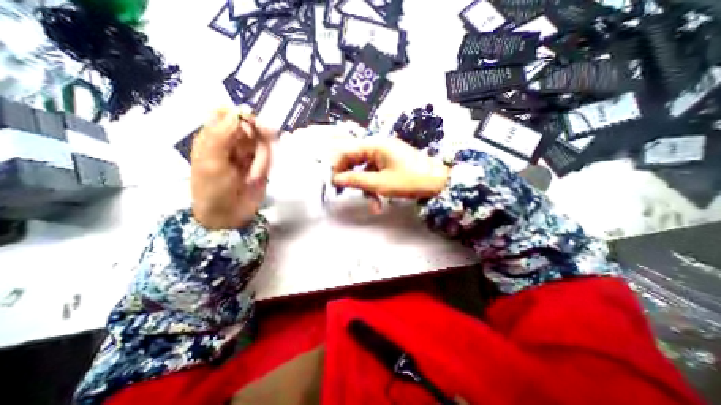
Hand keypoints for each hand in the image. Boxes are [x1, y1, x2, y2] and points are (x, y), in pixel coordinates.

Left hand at [191, 105, 275, 229]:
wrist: (229, 214)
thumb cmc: (212, 189)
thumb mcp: (211, 161)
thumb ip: (221, 134)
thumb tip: (237, 111)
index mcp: (212, 137)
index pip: (226, 113)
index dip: (239, 115)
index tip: (249, 126)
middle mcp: (232, 142)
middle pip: (250, 126)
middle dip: (257, 137)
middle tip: (261, 148)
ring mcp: (248, 153)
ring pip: (263, 141)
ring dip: (262, 157)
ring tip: (253, 176)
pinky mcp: (261, 164)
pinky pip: (269, 156)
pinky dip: (265, 165)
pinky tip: (256, 177)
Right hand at [333, 136, 449, 211]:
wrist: (439, 183)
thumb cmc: (410, 180)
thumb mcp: (380, 183)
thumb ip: (356, 180)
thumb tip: (336, 179)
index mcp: (375, 145)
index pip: (347, 151)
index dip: (337, 166)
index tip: (333, 182)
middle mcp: (379, 146)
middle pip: (356, 161)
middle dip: (352, 179)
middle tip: (346, 193)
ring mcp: (386, 154)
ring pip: (367, 170)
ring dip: (367, 188)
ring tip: (374, 206)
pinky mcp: (392, 163)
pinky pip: (377, 173)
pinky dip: (376, 187)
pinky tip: (380, 202)